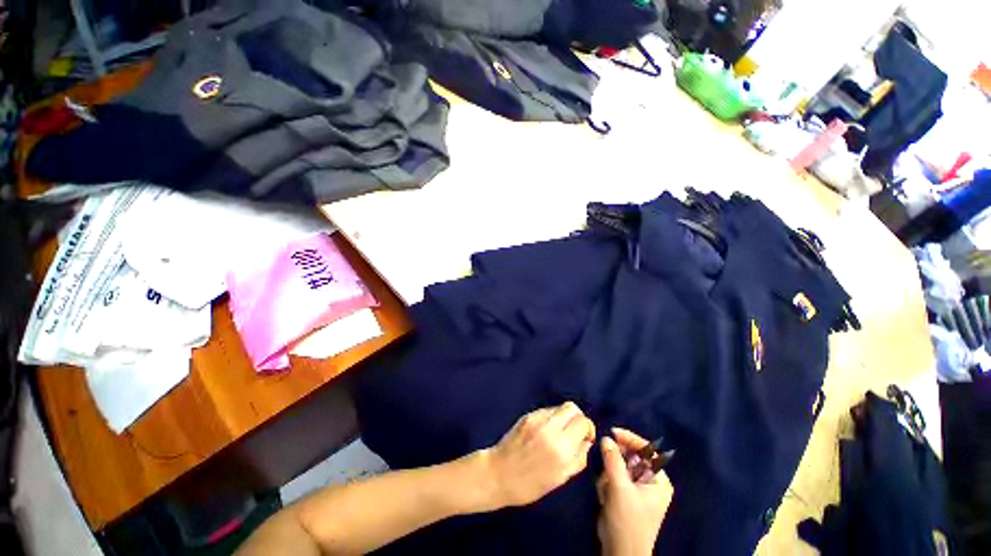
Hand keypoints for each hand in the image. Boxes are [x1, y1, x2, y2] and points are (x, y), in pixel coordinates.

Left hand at [476, 402, 595, 510]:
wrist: (499, 474)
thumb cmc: (530, 484)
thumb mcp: (560, 478)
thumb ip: (578, 458)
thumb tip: (586, 442)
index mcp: (561, 448)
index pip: (583, 422)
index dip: (588, 428)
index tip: (585, 438)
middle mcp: (550, 429)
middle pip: (572, 407)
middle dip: (577, 418)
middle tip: (574, 432)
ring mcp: (537, 419)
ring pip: (559, 407)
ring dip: (564, 417)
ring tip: (558, 432)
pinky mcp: (527, 416)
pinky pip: (546, 410)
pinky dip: (551, 418)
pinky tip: (545, 431)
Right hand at [597, 428, 673, 555]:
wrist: (620, 552)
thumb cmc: (627, 521)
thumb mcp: (619, 488)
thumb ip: (613, 460)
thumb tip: (605, 438)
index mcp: (659, 480)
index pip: (647, 450)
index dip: (630, 438)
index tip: (612, 432)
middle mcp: (650, 481)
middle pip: (631, 456)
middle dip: (615, 463)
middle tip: (606, 472)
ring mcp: (637, 487)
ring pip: (619, 465)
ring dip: (609, 475)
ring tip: (606, 491)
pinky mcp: (625, 493)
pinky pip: (613, 476)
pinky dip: (607, 483)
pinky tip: (605, 497)